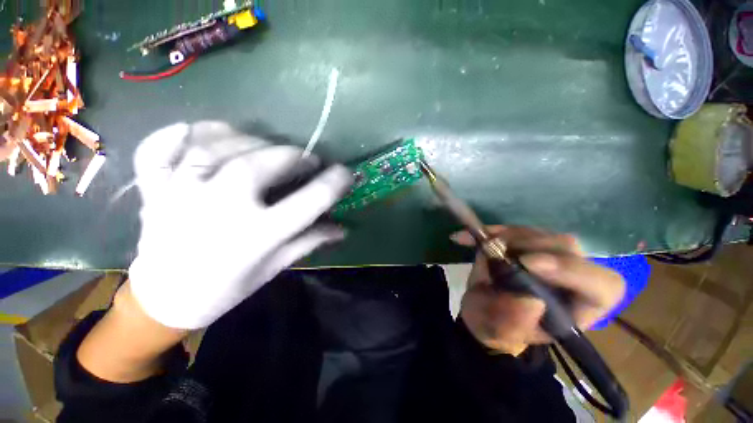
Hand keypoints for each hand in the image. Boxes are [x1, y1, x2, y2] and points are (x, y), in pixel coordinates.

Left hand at [128, 122, 352, 328]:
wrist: (163, 301)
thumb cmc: (227, 288)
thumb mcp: (275, 267)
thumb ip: (310, 241)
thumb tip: (343, 228)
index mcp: (256, 236)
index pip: (310, 200)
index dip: (335, 182)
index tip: (346, 173)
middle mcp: (219, 210)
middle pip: (262, 164)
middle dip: (293, 155)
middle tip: (306, 159)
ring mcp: (179, 194)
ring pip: (216, 147)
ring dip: (249, 140)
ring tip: (266, 146)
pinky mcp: (153, 189)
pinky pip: (158, 148)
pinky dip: (178, 132)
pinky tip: (202, 132)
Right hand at [453, 226, 624, 355]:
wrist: (482, 310)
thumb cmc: (495, 327)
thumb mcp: (498, 331)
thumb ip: (513, 323)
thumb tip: (531, 302)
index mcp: (577, 307)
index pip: (601, 285)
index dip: (571, 270)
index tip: (527, 263)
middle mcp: (570, 277)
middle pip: (567, 248)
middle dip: (528, 245)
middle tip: (494, 247)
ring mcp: (548, 256)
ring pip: (539, 234)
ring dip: (506, 236)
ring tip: (479, 244)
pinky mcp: (525, 244)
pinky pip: (512, 230)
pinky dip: (490, 231)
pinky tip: (467, 237)